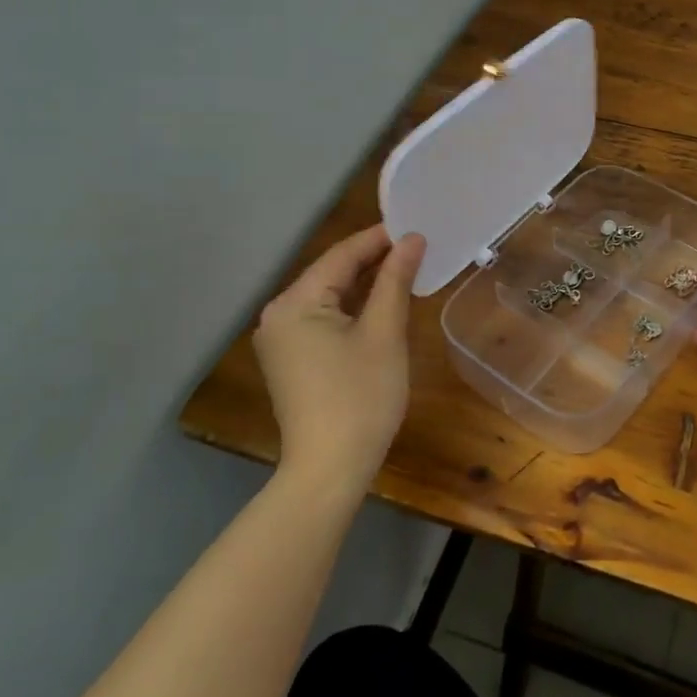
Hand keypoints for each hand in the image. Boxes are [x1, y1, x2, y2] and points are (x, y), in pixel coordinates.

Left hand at [252, 225, 425, 489]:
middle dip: (374, 260)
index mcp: (295, 303)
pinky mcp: (291, 360)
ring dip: (365, 284)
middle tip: (417, 248)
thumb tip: (411, 240)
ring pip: (329, 297)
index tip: (416, 226)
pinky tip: (381, 305)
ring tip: (406, 270)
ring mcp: (281, 340)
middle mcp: (278, 315)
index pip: (342, 255)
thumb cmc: (360, 397)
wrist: (329, 470)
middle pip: (332, 274)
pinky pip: (323, 320)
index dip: (380, 238)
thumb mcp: (384, 333)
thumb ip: (395, 280)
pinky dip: (353, 310)